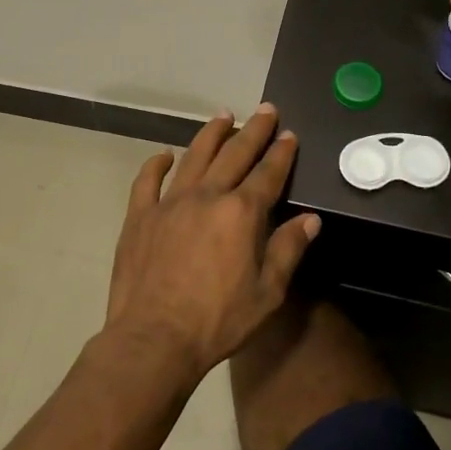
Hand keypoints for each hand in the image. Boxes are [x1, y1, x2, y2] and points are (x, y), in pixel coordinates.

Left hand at [105, 106, 320, 380]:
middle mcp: (206, 196)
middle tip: (265, 110)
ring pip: (194, 157)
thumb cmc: (218, 321)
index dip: (281, 153)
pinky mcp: (140, 216)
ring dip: (211, 134)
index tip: (289, 134)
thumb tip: (310, 220)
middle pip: (234, 154)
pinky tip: (165, 155)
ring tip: (223, 116)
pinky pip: (147, 180)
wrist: (154, 339)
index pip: (267, 174)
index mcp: (240, 213)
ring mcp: (169, 203)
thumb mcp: (267, 293)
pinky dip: (157, 164)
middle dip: (253, 130)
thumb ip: (288, 250)